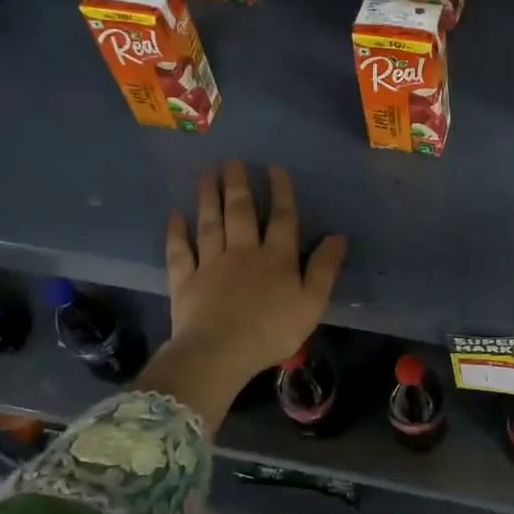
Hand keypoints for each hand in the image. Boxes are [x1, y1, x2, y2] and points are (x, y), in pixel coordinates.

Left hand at [139, 162, 347, 428]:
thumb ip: (325, 268)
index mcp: (276, 258)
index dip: (280, 192)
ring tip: (206, 174)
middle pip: (240, 212)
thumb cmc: (272, 331)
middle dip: (238, 184)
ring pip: (210, 224)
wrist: (219, 353)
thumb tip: (339, 236)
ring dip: (208, 197)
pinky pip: (180, 251)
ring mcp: (210, 264)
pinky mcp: (185, 280)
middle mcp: (243, 252)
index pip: (282, 218)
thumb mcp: (312, 303)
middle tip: (232, 160)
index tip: (274, 168)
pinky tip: (175, 215)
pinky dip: (176, 232)